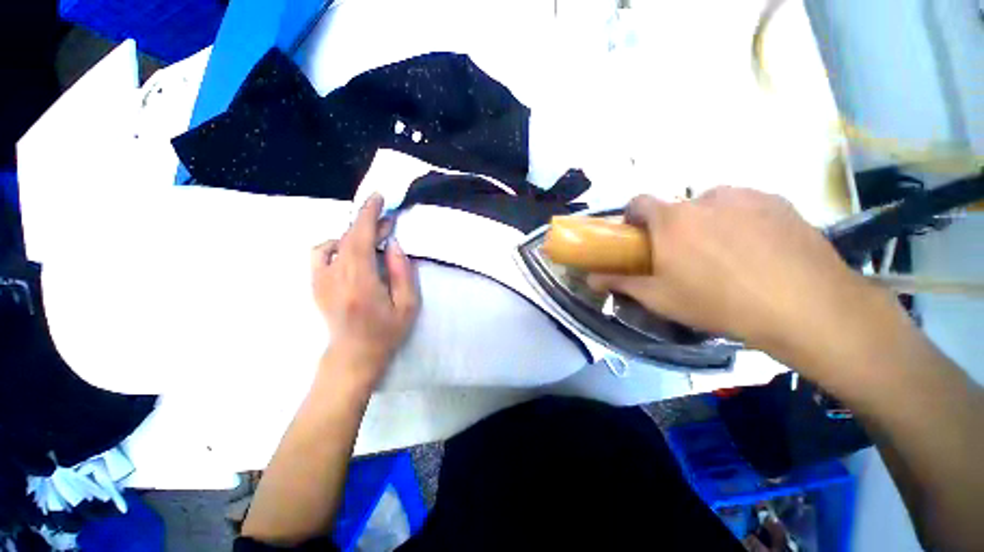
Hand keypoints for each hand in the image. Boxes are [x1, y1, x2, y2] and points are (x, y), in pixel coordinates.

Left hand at [312, 194, 418, 389]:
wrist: (354, 354)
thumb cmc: (387, 331)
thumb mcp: (408, 305)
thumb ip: (402, 272)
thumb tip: (392, 243)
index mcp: (361, 284)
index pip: (360, 239)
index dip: (368, 215)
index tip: (378, 198)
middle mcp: (335, 278)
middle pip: (348, 237)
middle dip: (367, 221)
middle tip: (386, 218)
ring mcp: (320, 280)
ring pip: (334, 242)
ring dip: (355, 233)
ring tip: (374, 238)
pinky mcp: (315, 284)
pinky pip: (320, 253)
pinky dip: (335, 244)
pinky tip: (349, 251)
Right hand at [588, 187, 893, 370]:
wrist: (804, 306)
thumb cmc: (718, 302)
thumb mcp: (660, 298)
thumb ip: (620, 283)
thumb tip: (590, 279)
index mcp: (671, 220)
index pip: (638, 202)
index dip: (633, 217)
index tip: (638, 237)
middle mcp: (704, 199)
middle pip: (677, 208)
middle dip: (673, 228)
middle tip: (685, 257)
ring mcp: (745, 196)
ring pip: (712, 205)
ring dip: (707, 223)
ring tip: (725, 255)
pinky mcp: (777, 201)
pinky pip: (746, 206)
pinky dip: (741, 220)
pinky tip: (758, 249)